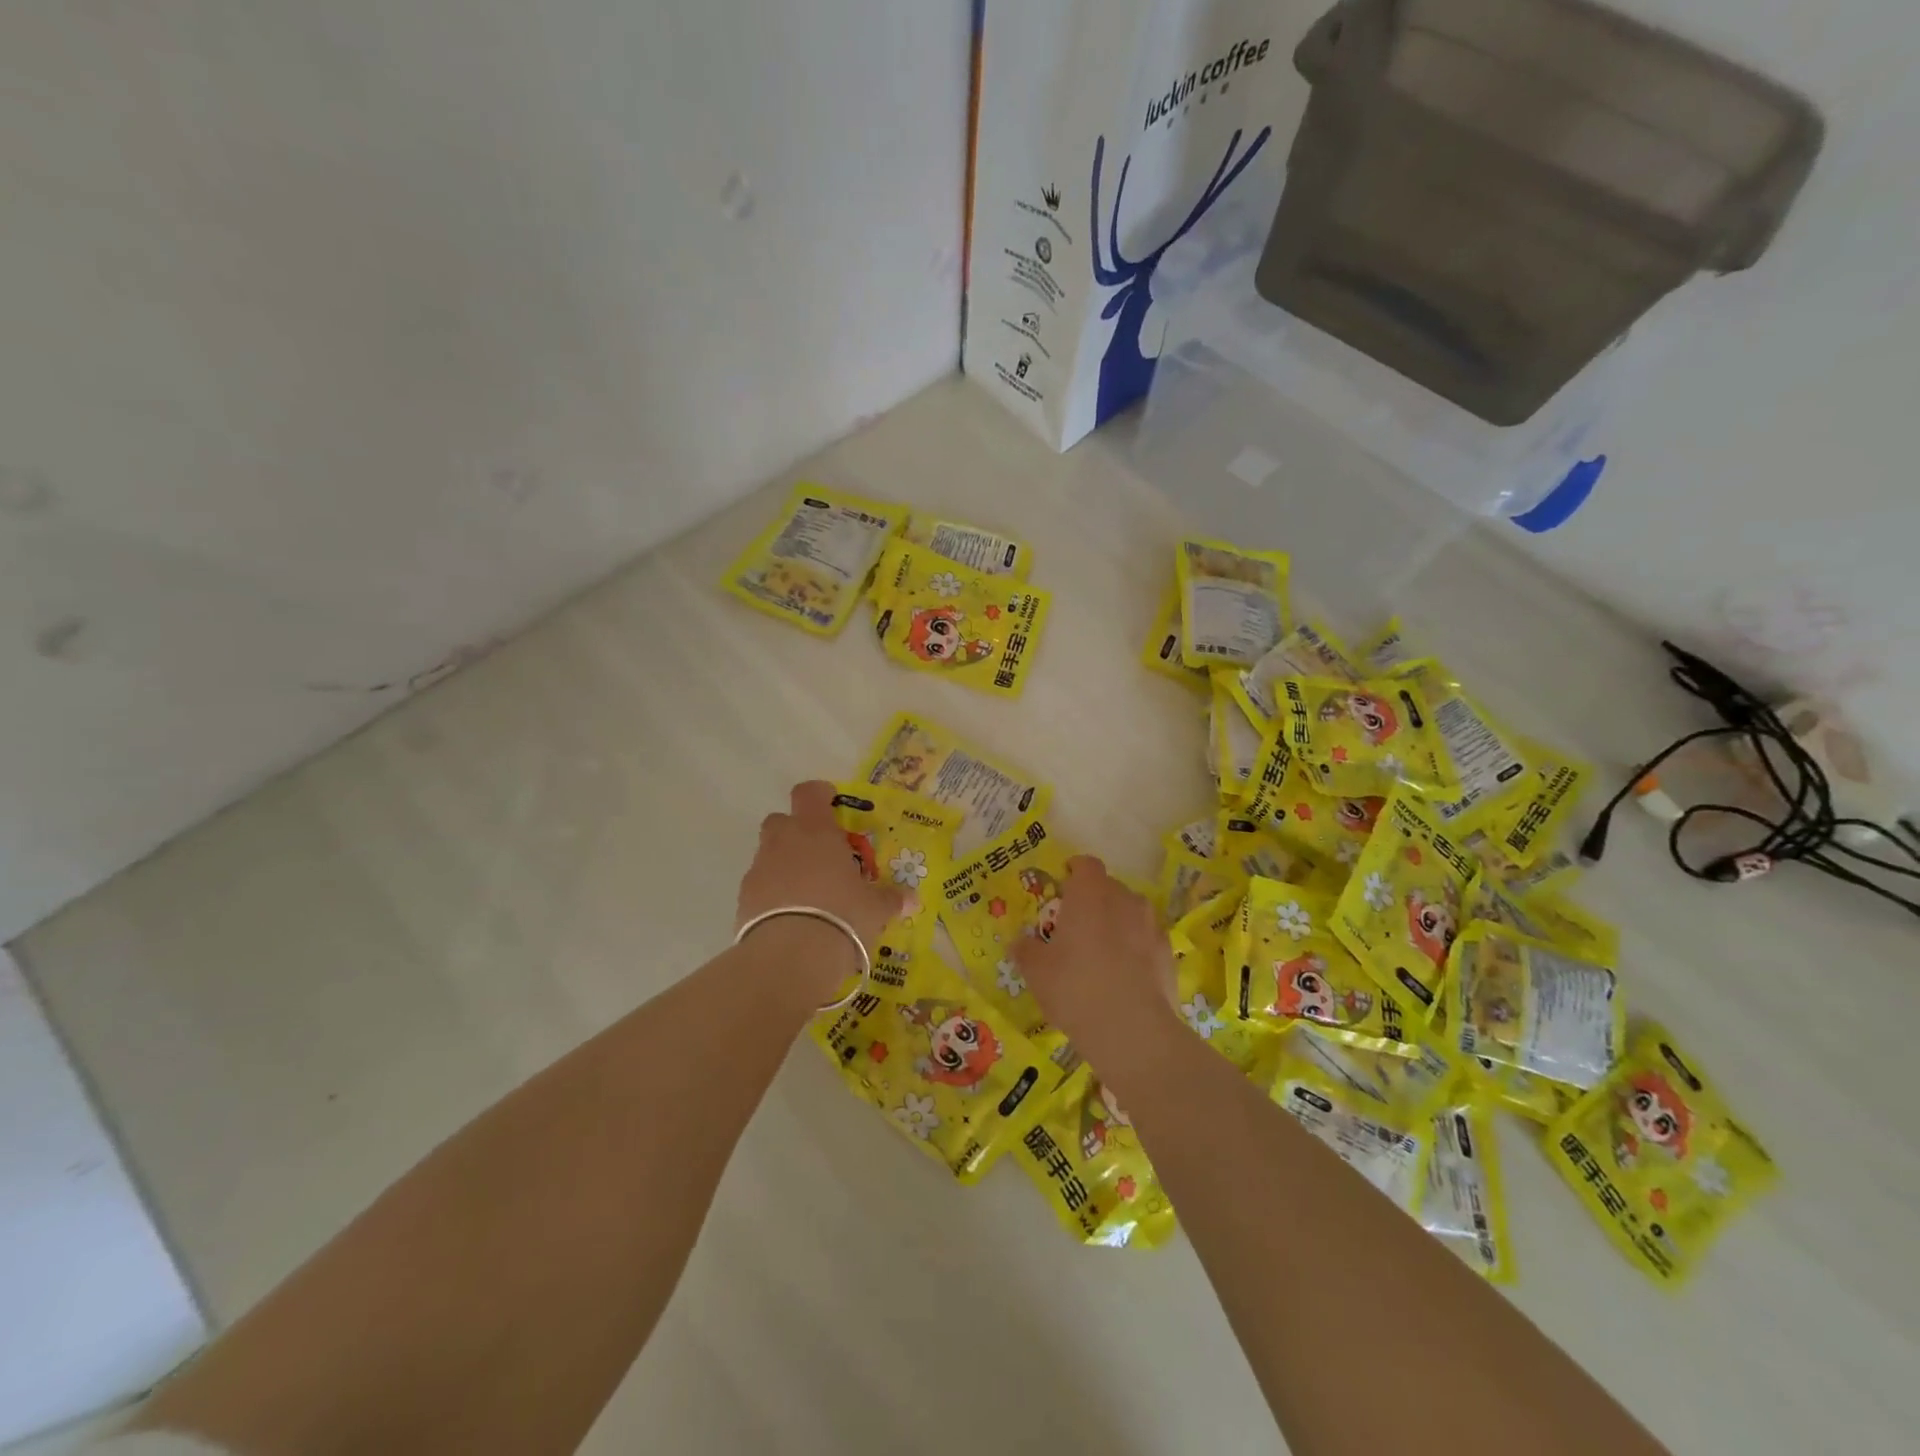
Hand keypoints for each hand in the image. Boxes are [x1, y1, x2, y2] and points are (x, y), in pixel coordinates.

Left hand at [737, 782, 906, 998]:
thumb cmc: (842, 914)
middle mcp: (782, 841)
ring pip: (769, 854)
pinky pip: (759, 887)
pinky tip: (791, 918)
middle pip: (781, 821)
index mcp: (814, 830)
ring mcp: (759, 869)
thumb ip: (891, 899)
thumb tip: (912, 900)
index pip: (809, 793)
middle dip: (797, 832)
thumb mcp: (875, 908)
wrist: (791, 955)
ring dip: (785, 865)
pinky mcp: (743, 900)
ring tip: (809, 894)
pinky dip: (772, 895)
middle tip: (820, 855)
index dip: (820, 795)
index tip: (832, 805)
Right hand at [1012, 856, 1178, 1066]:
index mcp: (1090, 892)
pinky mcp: (1169, 953)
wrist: (1132, 1029)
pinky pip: (1146, 941)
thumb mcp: (1036, 971)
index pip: (1086, 864)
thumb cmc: (1075, 987)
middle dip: (1093, 901)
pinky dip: (1135, 950)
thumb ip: (1025, 950)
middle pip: (1108, 888)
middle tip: (1076, 928)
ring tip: (1101, 955)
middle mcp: (1124, 899)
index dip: (1074, 870)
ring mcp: (1151, 925)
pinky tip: (1124, 977)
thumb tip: (1019, 942)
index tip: (1064, 885)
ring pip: (1130, 913)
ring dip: (1117, 924)